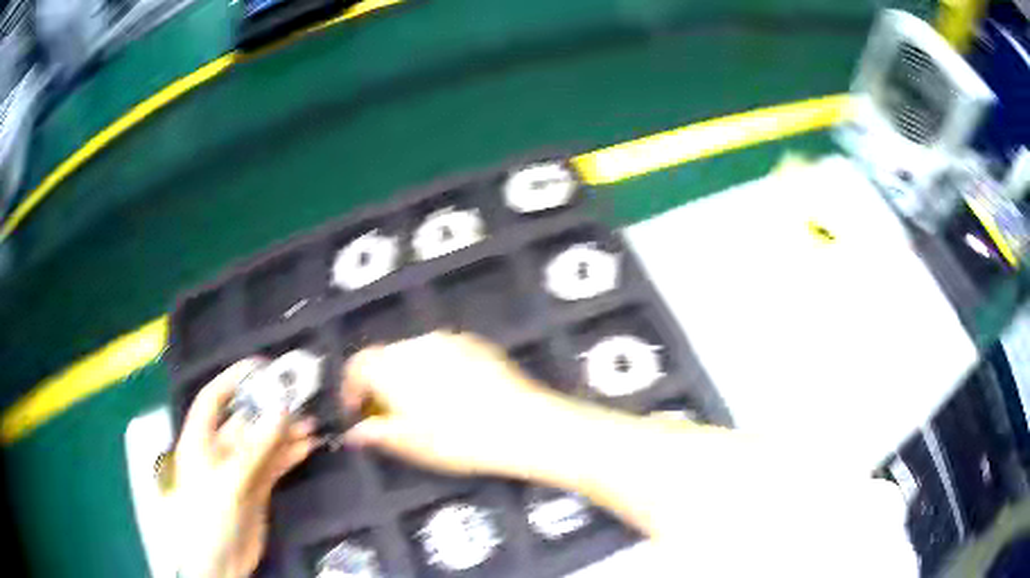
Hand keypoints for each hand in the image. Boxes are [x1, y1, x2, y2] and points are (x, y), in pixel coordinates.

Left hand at [172, 359, 314, 577]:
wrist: (219, 563)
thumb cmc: (209, 517)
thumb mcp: (229, 481)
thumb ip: (255, 448)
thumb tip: (280, 410)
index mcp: (200, 440)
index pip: (213, 399)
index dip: (233, 379)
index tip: (262, 367)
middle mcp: (219, 450)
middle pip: (245, 421)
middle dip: (270, 410)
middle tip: (300, 399)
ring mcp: (239, 470)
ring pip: (263, 444)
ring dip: (285, 434)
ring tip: (312, 424)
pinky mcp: (256, 489)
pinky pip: (273, 465)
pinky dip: (289, 455)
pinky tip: (307, 447)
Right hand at [341, 332, 563, 476]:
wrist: (521, 424)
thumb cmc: (458, 440)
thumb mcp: (411, 445)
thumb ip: (377, 433)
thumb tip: (355, 432)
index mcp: (392, 367)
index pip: (357, 365)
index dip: (350, 388)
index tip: (357, 411)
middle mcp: (416, 344)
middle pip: (385, 357)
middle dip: (380, 383)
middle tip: (390, 413)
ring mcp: (449, 339)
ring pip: (415, 353)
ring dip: (408, 375)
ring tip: (424, 405)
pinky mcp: (475, 342)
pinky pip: (443, 352)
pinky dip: (437, 368)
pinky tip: (455, 393)